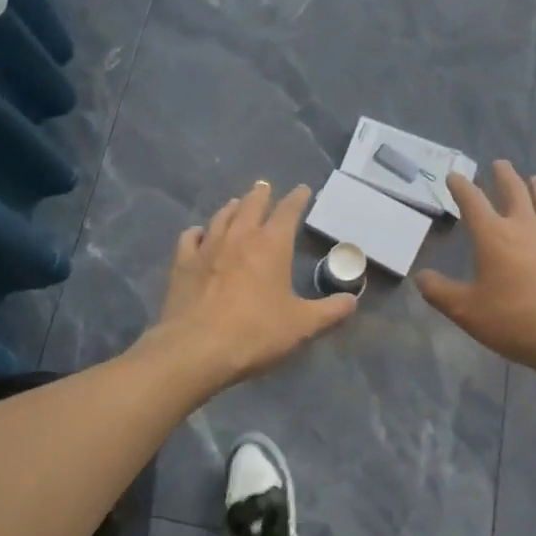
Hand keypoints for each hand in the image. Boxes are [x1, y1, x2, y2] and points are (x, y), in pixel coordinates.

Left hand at [146, 181, 357, 389]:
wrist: (196, 348)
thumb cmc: (255, 333)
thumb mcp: (301, 326)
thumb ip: (329, 311)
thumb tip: (352, 300)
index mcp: (272, 245)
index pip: (288, 211)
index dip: (297, 199)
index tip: (303, 189)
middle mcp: (240, 236)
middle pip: (251, 205)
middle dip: (261, 194)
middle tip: (265, 187)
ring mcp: (208, 246)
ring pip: (222, 216)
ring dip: (232, 207)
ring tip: (236, 203)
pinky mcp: (183, 262)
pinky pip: (191, 237)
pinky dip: (198, 232)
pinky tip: (199, 234)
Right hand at [417, 161, 535, 380]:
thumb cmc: (514, 320)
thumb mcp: (466, 311)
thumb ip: (440, 292)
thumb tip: (420, 277)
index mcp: (493, 236)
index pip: (472, 201)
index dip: (461, 186)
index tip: (454, 176)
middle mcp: (524, 228)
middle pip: (515, 192)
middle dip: (504, 176)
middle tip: (500, 164)